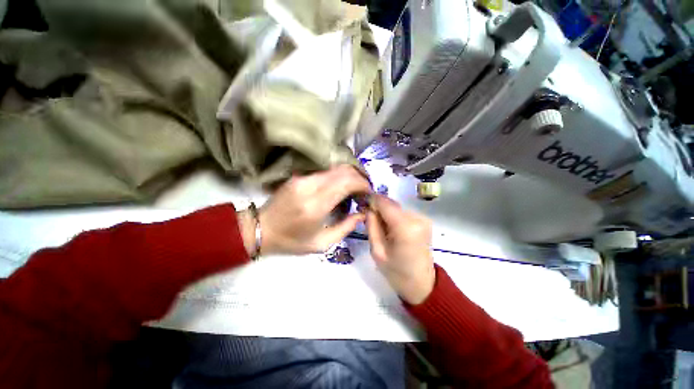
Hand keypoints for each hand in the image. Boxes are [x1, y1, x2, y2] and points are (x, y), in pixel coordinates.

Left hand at [241, 165, 370, 255]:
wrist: (261, 229)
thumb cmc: (291, 241)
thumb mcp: (321, 243)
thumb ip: (346, 228)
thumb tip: (363, 213)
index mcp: (315, 205)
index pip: (347, 182)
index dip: (363, 184)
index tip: (369, 193)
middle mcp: (309, 186)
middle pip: (343, 170)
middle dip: (359, 177)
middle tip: (364, 190)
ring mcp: (302, 178)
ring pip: (335, 167)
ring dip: (349, 175)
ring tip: (354, 188)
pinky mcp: (299, 175)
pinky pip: (325, 171)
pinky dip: (338, 176)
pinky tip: (340, 187)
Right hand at [366, 195, 435, 304]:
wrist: (422, 283)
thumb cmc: (396, 272)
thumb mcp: (377, 251)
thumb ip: (371, 226)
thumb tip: (368, 208)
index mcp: (405, 227)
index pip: (385, 203)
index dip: (371, 200)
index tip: (361, 202)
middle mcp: (417, 218)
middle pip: (391, 204)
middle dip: (378, 206)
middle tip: (367, 215)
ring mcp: (423, 218)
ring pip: (397, 207)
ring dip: (386, 212)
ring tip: (380, 225)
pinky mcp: (424, 220)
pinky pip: (403, 212)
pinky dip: (394, 216)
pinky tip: (391, 228)